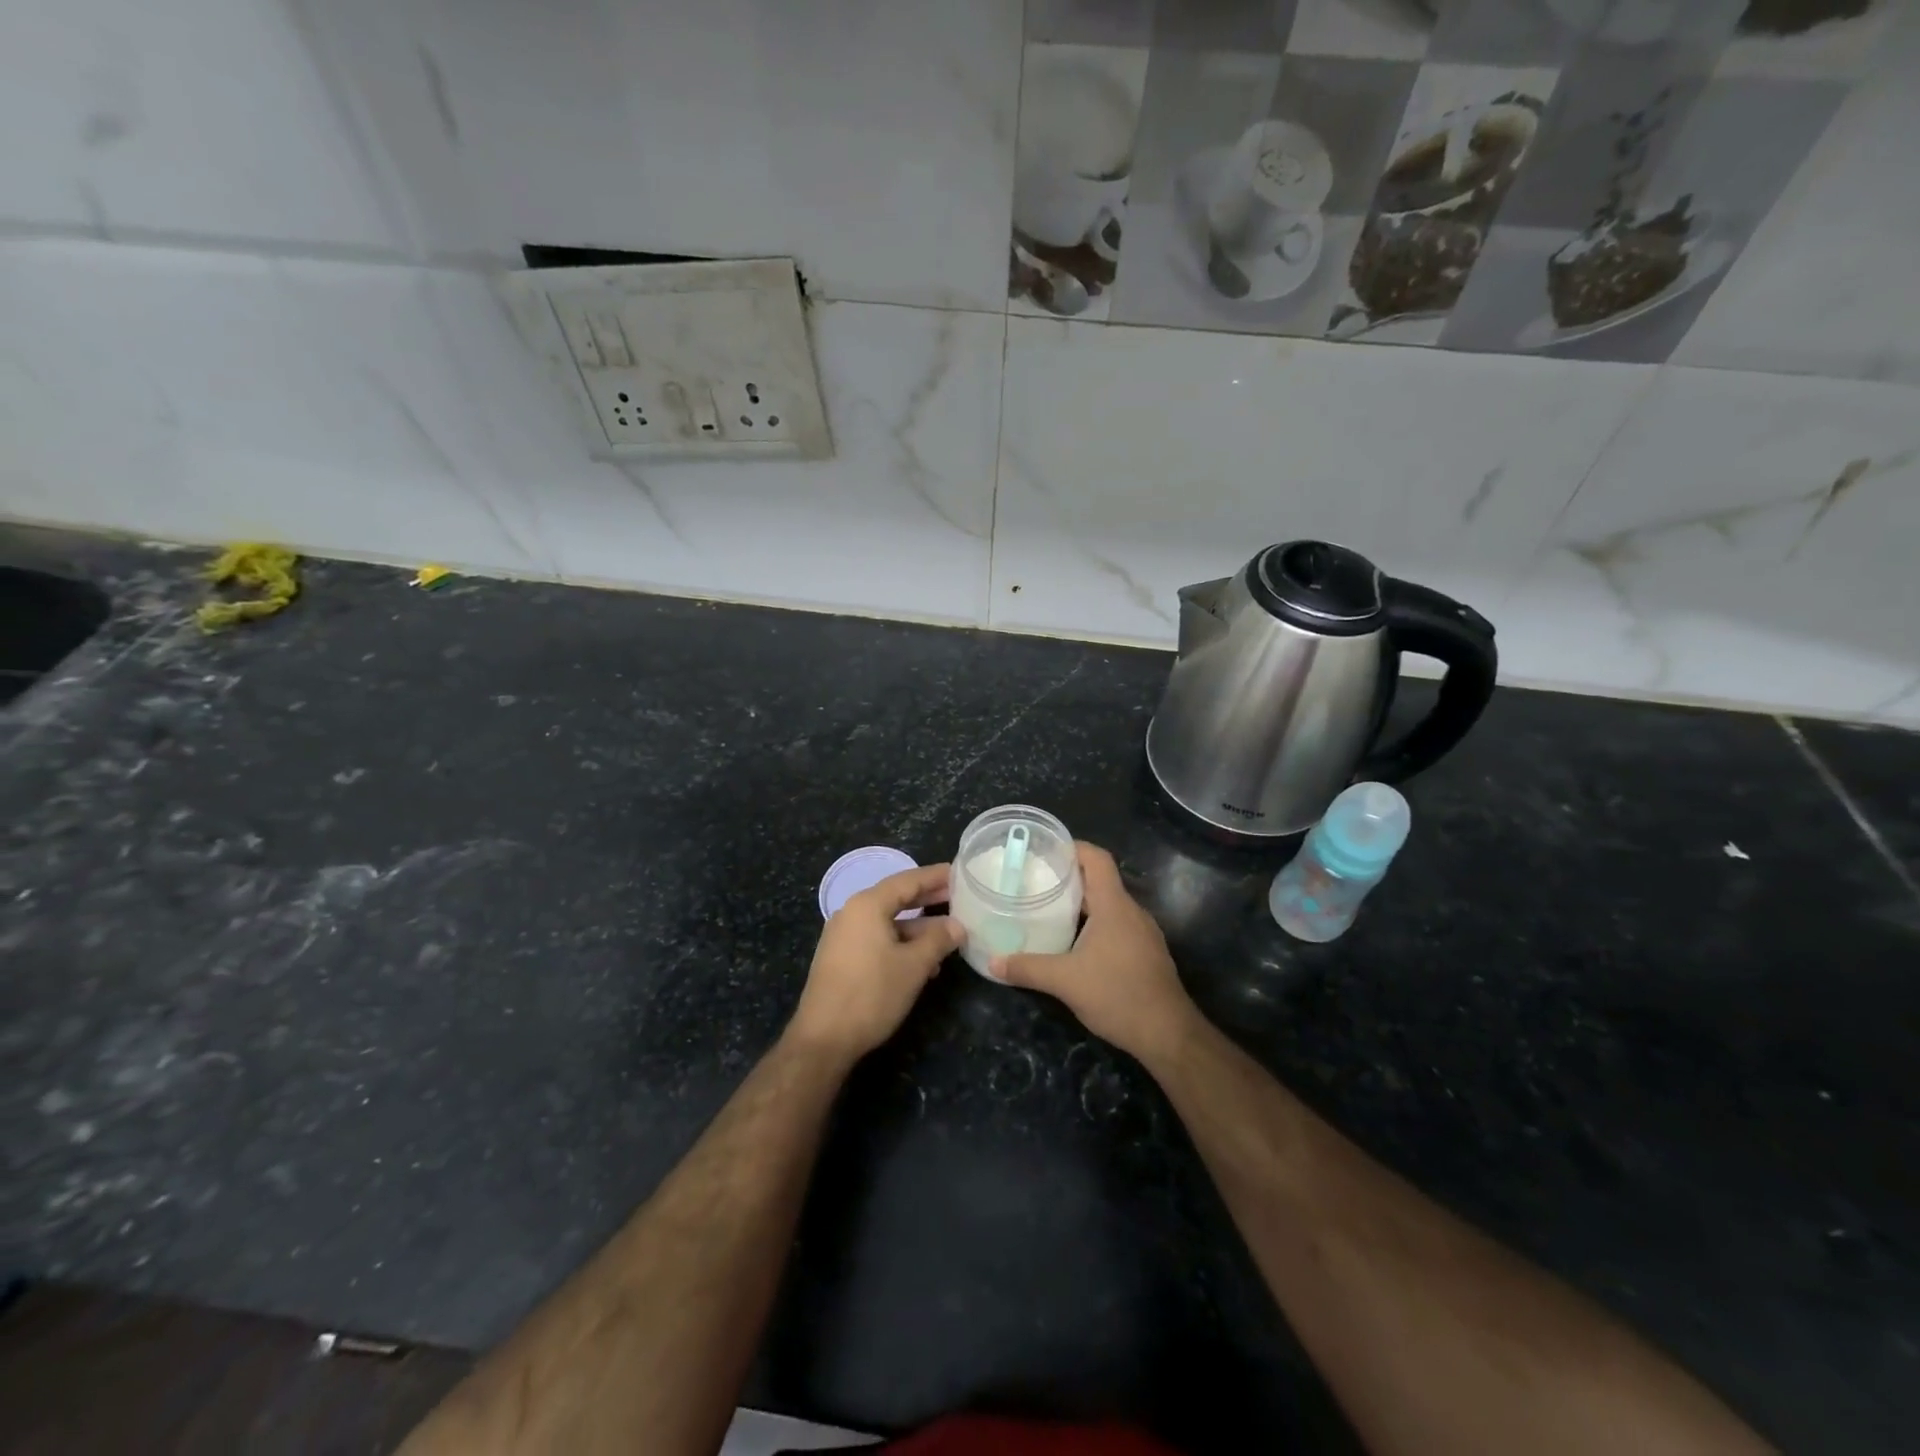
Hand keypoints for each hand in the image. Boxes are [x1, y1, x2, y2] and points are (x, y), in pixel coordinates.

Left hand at [789, 863, 964, 1062]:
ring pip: (888, 922)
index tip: (959, 873)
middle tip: (959, 898)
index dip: (936, 876)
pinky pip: (877, 939)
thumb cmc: (871, 994)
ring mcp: (843, 936)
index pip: (908, 880)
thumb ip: (938, 940)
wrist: (824, 1039)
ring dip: (918, 928)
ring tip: (949, 937)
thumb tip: (958, 925)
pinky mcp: (841, 957)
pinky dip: (901, 943)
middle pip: (896, 898)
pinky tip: (923, 962)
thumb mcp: (914, 966)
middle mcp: (852, 913)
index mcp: (867, 905)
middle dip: (928, 899)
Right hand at [992, 842, 1193, 1062]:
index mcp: (1114, 905)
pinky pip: (1117, 924)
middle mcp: (1131, 911)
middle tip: (1035, 881)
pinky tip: (1074, 942)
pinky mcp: (1146, 952)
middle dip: (1069, 877)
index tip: (1045, 850)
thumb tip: (992, 962)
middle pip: (1100, 880)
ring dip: (1082, 902)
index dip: (1073, 847)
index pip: (1097, 858)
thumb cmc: (1118, 995)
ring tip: (1049, 909)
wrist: (1168, 1034)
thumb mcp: (1065, 981)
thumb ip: (1027, 968)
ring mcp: (1143, 932)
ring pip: (1109, 904)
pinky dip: (1095, 923)